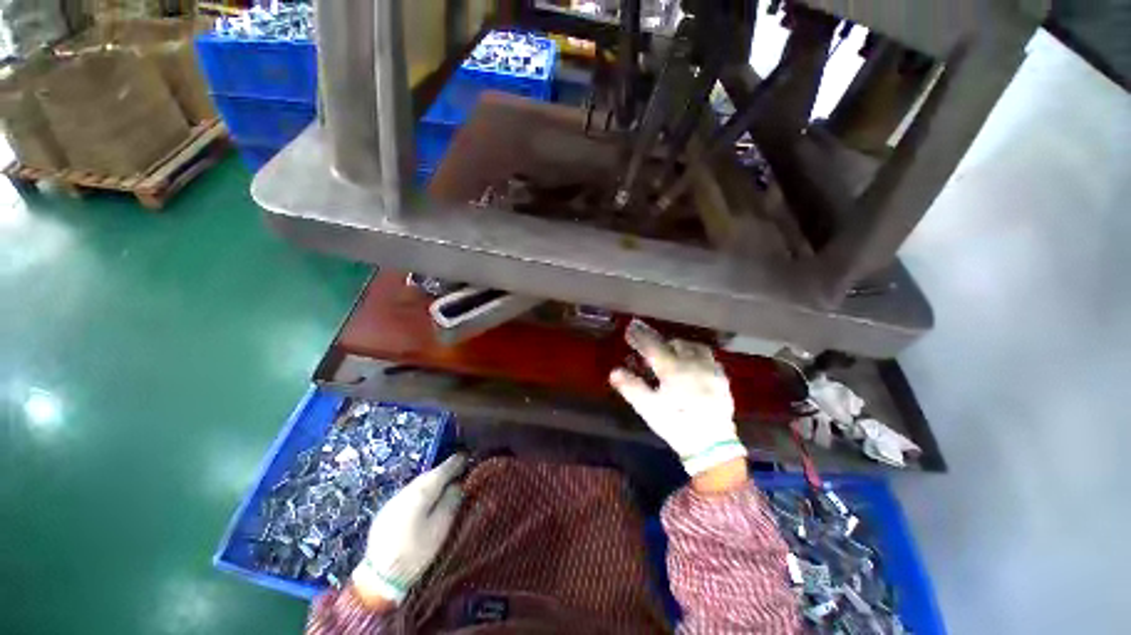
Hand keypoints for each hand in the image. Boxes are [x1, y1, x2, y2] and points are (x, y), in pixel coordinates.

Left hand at [351, 454, 466, 604]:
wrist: (378, 577)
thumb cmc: (415, 552)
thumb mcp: (440, 528)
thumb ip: (451, 502)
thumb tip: (457, 484)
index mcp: (421, 492)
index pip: (441, 470)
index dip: (455, 462)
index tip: (466, 455)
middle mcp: (406, 491)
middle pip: (429, 475)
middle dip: (444, 470)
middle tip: (459, 468)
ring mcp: (393, 501)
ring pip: (418, 484)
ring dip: (432, 481)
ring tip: (445, 482)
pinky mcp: (386, 512)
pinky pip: (409, 494)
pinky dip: (421, 491)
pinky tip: (425, 499)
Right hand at [610, 320, 746, 475]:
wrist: (712, 445)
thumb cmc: (677, 424)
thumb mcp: (649, 408)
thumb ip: (631, 387)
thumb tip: (614, 371)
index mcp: (673, 369)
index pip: (652, 346)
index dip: (639, 336)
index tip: (630, 327)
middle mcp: (692, 363)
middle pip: (673, 343)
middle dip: (658, 340)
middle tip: (648, 343)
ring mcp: (709, 369)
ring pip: (694, 347)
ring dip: (679, 345)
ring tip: (671, 350)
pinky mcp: (721, 379)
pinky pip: (708, 357)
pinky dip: (696, 354)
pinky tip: (694, 363)